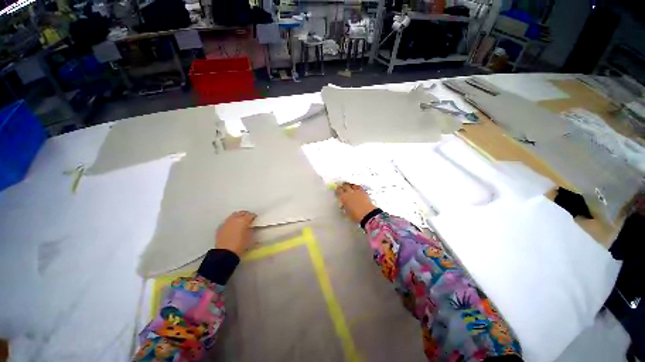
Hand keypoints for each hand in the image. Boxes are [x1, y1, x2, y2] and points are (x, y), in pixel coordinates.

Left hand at [215, 211, 256, 256]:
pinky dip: (231, 222)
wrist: (225, 253)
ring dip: (238, 217)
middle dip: (246, 215)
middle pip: (241, 213)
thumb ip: (251, 229)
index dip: (254, 217)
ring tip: (240, 222)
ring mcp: (226, 222)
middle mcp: (234, 219)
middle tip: (248, 219)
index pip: (251, 215)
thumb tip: (250, 226)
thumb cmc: (240, 245)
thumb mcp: (250, 237)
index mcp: (243, 220)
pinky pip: (227, 221)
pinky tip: (232, 227)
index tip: (255, 219)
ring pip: (233, 215)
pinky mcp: (220, 227)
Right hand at [335, 183, 376, 223]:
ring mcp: (357, 191)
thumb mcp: (346, 212)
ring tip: (350, 186)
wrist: (367, 214)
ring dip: (350, 185)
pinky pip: (359, 187)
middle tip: (342, 186)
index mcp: (344, 197)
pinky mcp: (364, 192)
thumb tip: (344, 205)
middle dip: (343, 186)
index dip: (337, 190)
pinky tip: (357, 188)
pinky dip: (357, 187)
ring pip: (352, 185)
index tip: (337, 190)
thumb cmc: (355, 215)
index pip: (338, 191)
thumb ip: (344, 207)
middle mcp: (350, 192)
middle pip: (345, 186)